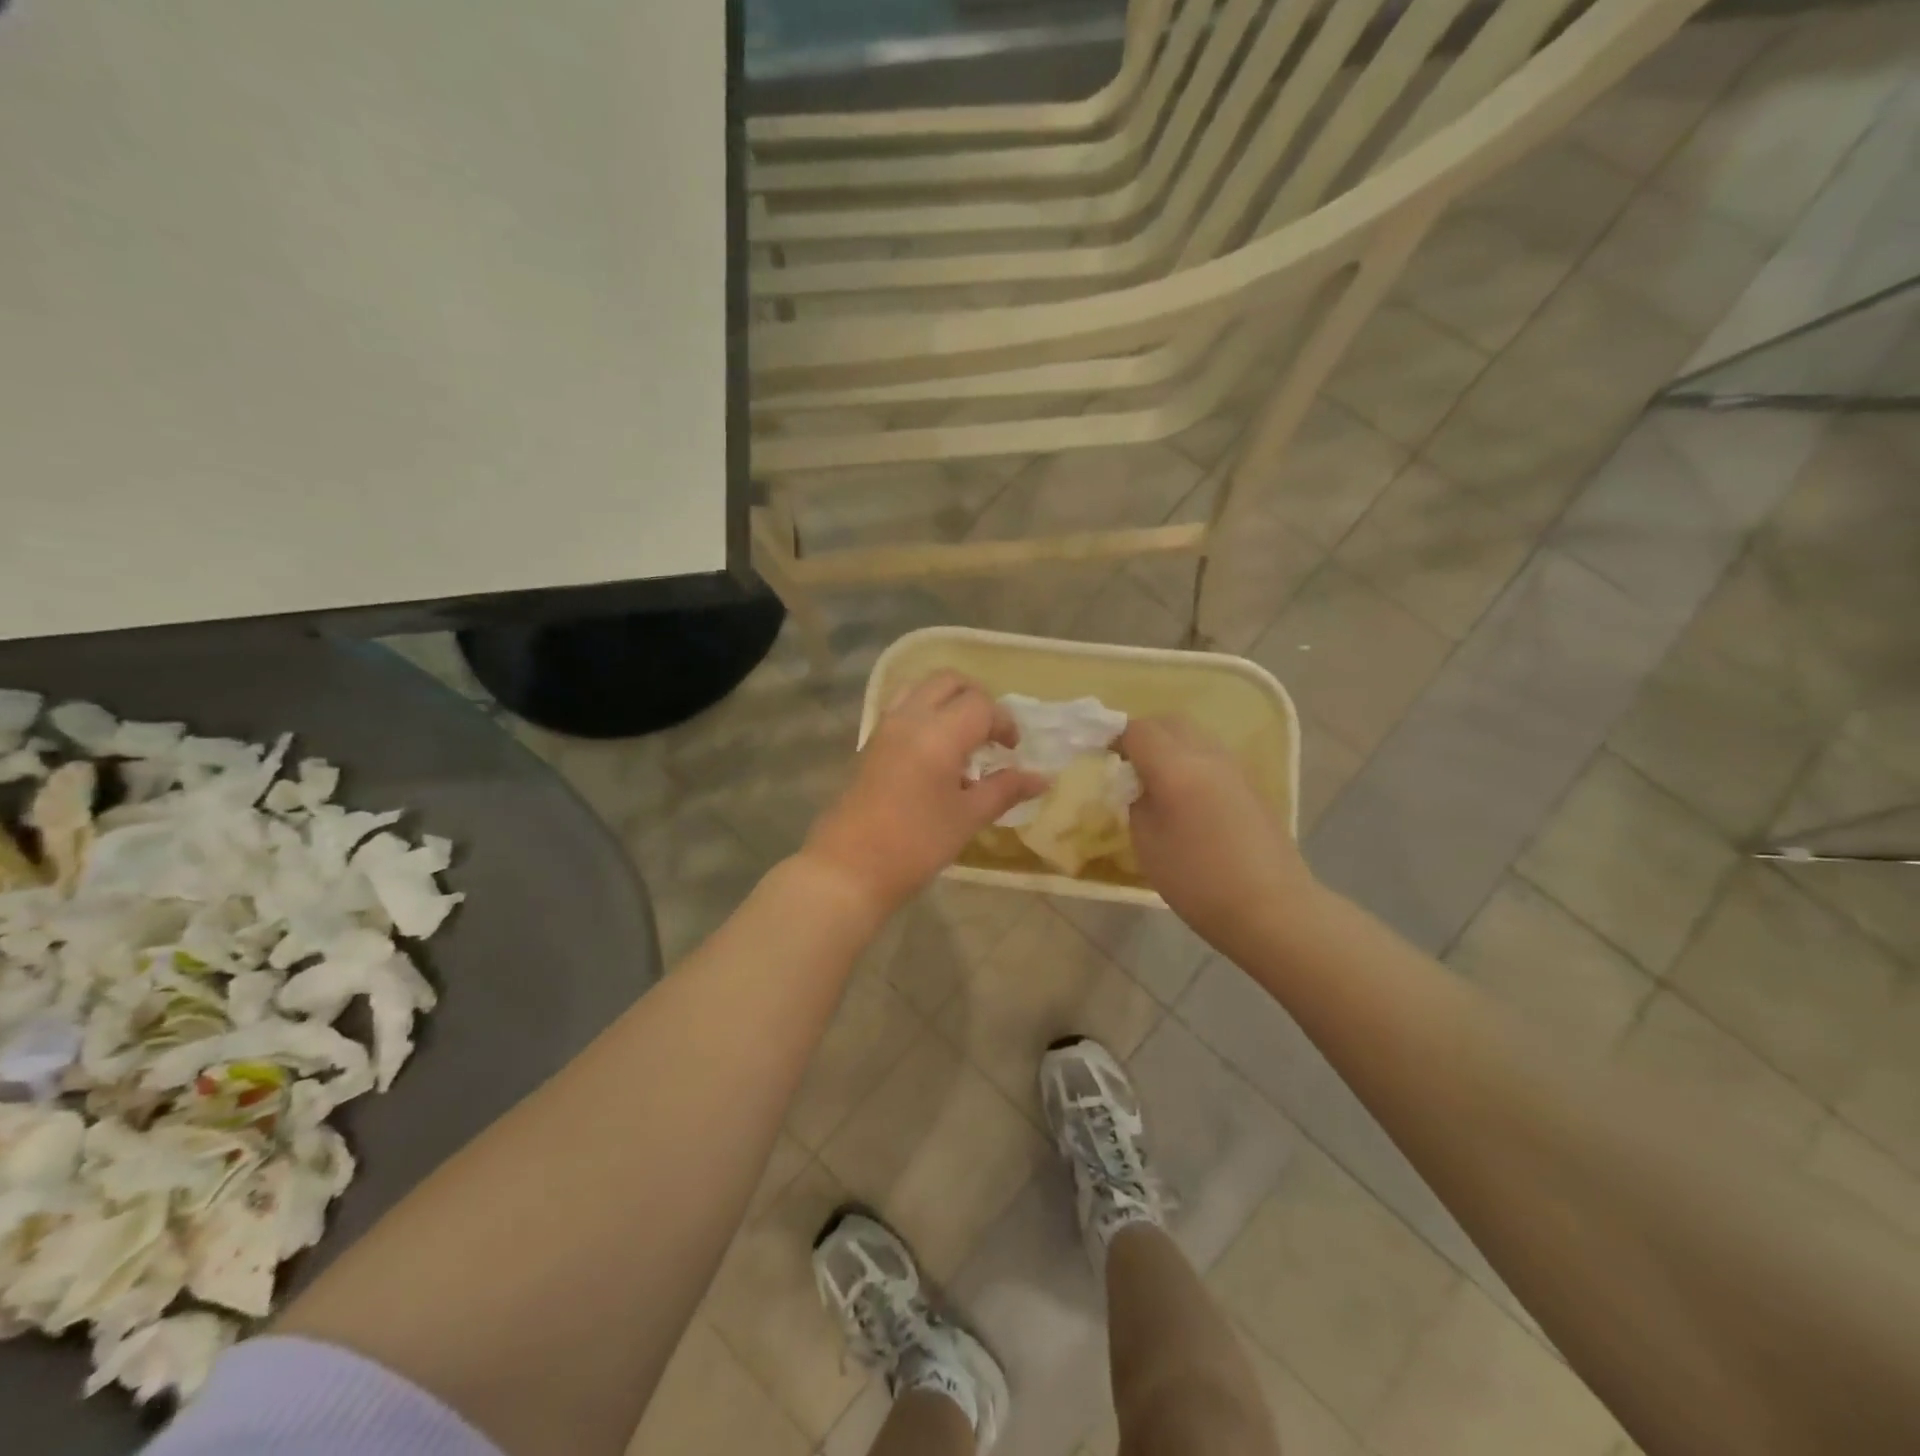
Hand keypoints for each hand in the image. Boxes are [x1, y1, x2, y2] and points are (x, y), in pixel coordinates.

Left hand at [803, 671, 1046, 918]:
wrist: (850, 867)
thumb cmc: (916, 843)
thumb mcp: (968, 817)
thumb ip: (1005, 789)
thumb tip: (1041, 778)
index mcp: (939, 733)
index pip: (981, 704)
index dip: (1004, 723)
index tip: (1012, 751)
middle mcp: (910, 718)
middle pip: (948, 682)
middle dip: (977, 699)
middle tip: (991, 734)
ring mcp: (885, 728)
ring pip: (921, 689)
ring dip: (948, 701)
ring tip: (963, 738)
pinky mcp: (871, 743)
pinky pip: (902, 708)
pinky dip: (925, 713)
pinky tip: (936, 753)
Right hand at [1121, 716, 1316, 950]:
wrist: (1271, 907)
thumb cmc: (1198, 881)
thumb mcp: (1147, 843)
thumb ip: (1136, 802)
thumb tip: (1136, 784)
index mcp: (1176, 767)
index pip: (1138, 730)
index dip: (1115, 736)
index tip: (1102, 756)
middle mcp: (1207, 755)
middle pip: (1169, 723)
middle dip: (1144, 735)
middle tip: (1127, 764)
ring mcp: (1234, 767)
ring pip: (1195, 736)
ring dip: (1170, 746)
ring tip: (1156, 781)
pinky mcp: (1251, 784)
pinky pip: (1212, 756)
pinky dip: (1192, 761)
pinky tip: (1187, 797)